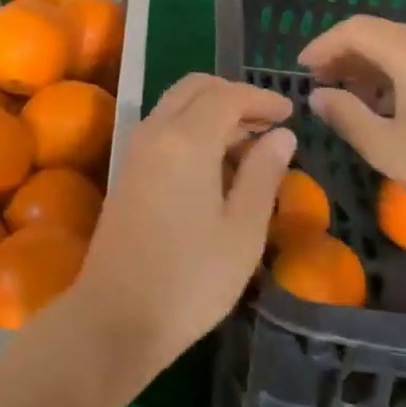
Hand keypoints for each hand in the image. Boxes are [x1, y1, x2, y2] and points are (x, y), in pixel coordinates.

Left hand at [68, 74, 294, 387]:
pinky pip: (164, 126)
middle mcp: (156, 131)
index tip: (290, 111)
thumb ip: (262, 174)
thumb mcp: (242, 232)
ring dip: (212, 110)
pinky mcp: (128, 170)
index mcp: (186, 139)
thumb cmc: (190, 279)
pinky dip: (193, 126)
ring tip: (250, 143)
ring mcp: (136, 149)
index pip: (227, 96)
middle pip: (195, 88)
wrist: (115, 318)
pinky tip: (217, 163)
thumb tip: (281, 135)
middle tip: (268, 122)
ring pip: (177, 105)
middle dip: (234, 95)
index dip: (261, 98)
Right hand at [298, 15, 405, 232]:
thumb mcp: (388, 150)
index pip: (354, 30)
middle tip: (320, 85)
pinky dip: (394, 70)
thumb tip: (318, 96)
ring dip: (368, 64)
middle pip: (376, 33)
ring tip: (349, 97)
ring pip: (398, 44)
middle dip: (343, 55)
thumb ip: (346, 116)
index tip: (302, 69)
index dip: (322, 45)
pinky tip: (387, 102)